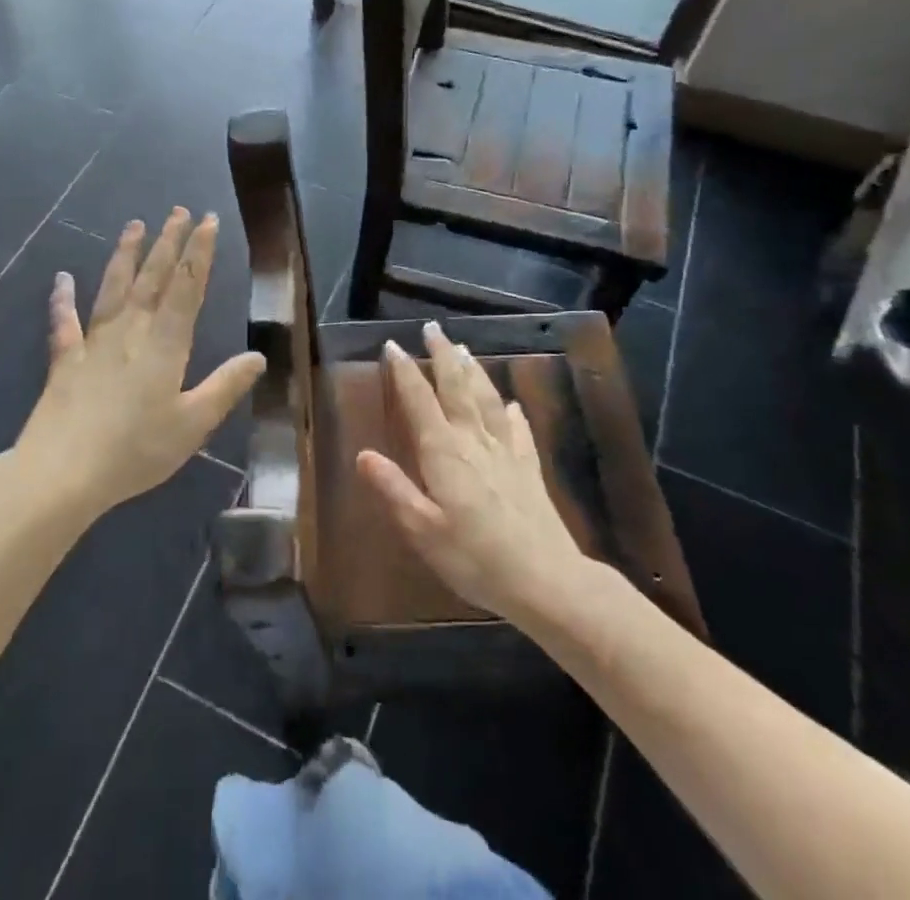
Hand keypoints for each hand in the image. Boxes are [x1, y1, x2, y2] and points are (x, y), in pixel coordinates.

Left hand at [19, 209, 264, 517]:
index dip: (199, 252)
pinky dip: (62, 298)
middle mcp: (130, 331)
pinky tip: (62, 278)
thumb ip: (225, 387)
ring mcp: (94, 342)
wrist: (62, 474)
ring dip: (125, 254)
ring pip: (113, 287)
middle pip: (152, 277)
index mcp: (164, 344)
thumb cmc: (135, 451)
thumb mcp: (193, 424)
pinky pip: (64, 321)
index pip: (187, 287)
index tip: (207, 220)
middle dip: (168, 242)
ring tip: (134, 225)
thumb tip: (258, 356)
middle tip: (178, 210)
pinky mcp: (65, 360)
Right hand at [356, 323, 589, 623]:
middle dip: (442, 355)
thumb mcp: (423, 530)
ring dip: (474, 371)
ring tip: (464, 349)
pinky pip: (519, 430)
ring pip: (487, 399)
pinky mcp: (529, 469)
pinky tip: (512, 404)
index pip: (419, 401)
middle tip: (432, 328)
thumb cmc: (476, 559)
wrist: (546, 581)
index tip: (393, 345)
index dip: (405, 372)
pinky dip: (512, 412)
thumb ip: (393, 489)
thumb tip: (362, 454)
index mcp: (444, 452)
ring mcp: (506, 452)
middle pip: (456, 388)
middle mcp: (474, 441)